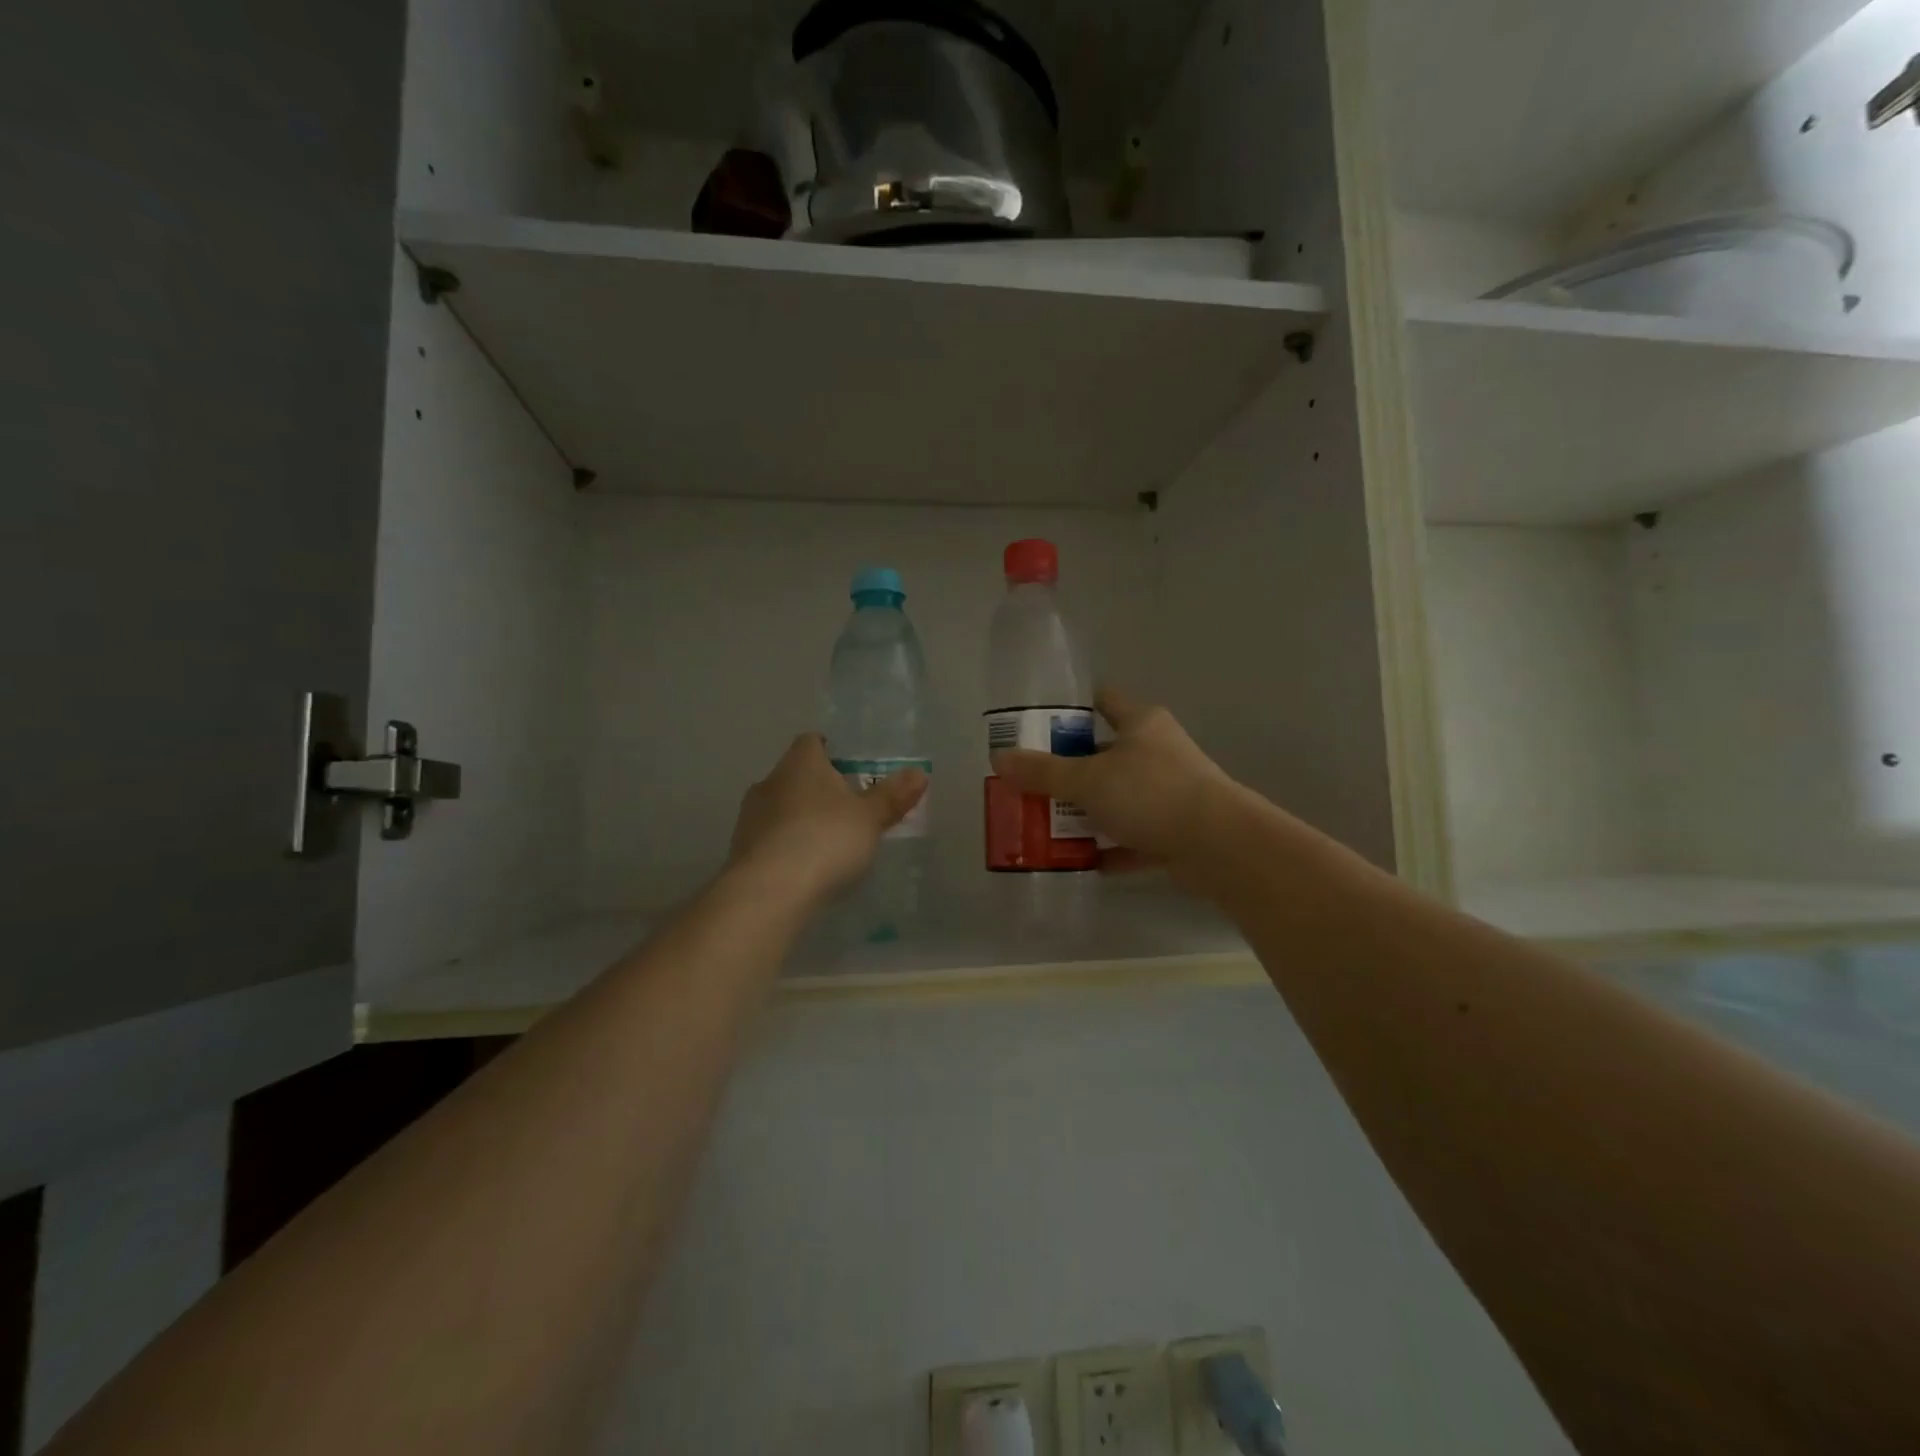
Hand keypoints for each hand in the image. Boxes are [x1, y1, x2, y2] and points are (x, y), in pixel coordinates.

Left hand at [730, 734, 927, 901]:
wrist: (769, 891)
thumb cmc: (826, 840)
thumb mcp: (870, 818)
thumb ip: (892, 796)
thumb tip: (919, 773)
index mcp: (801, 763)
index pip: (811, 742)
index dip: (830, 751)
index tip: (848, 768)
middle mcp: (770, 781)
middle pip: (795, 775)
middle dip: (817, 788)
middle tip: (846, 809)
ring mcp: (749, 816)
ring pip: (779, 807)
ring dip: (799, 818)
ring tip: (826, 842)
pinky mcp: (740, 850)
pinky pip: (769, 838)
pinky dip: (785, 846)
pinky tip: (803, 867)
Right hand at [990, 689, 1238, 873]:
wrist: (1219, 846)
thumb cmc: (1150, 794)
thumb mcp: (1087, 780)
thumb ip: (1043, 772)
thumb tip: (999, 758)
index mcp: (1140, 724)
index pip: (1101, 701)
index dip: (1069, 709)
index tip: (1036, 726)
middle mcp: (1157, 751)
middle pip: (1103, 754)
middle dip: (1068, 770)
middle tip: (1031, 783)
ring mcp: (1169, 791)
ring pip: (1118, 797)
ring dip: (1088, 812)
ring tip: (1046, 825)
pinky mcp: (1176, 829)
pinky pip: (1134, 836)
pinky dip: (1112, 847)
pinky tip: (1082, 861)